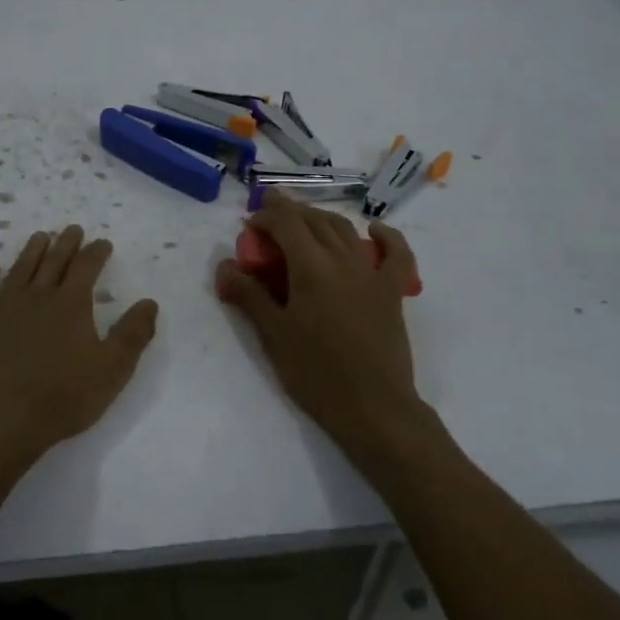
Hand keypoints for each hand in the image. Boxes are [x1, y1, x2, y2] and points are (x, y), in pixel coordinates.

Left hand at [0, 225, 159, 466]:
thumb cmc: (63, 398)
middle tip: (72, 229)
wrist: (1, 422)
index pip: (86, 266)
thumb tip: (149, 303)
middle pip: (53, 261)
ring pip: (19, 269)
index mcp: (71, 304)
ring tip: (39, 237)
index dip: (96, 252)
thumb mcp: (113, 369)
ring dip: (31, 251)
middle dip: (66, 243)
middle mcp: (37, 296)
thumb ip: (133, 333)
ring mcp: (2, 308)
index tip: (103, 243)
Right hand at [215, 192, 423, 450]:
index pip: (286, 222)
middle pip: (314, 220)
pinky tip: (374, 230)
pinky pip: (395, 254)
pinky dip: (386, 236)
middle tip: (269, 216)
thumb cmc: (316, 373)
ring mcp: (371, 273)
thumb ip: (248, 294)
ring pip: (345, 230)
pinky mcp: (392, 292)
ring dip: (321, 219)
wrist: (373, 407)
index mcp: (311, 266)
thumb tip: (224, 265)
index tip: (249, 224)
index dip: (266, 216)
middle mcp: (343, 259)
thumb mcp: (273, 335)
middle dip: (290, 212)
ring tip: (303, 222)